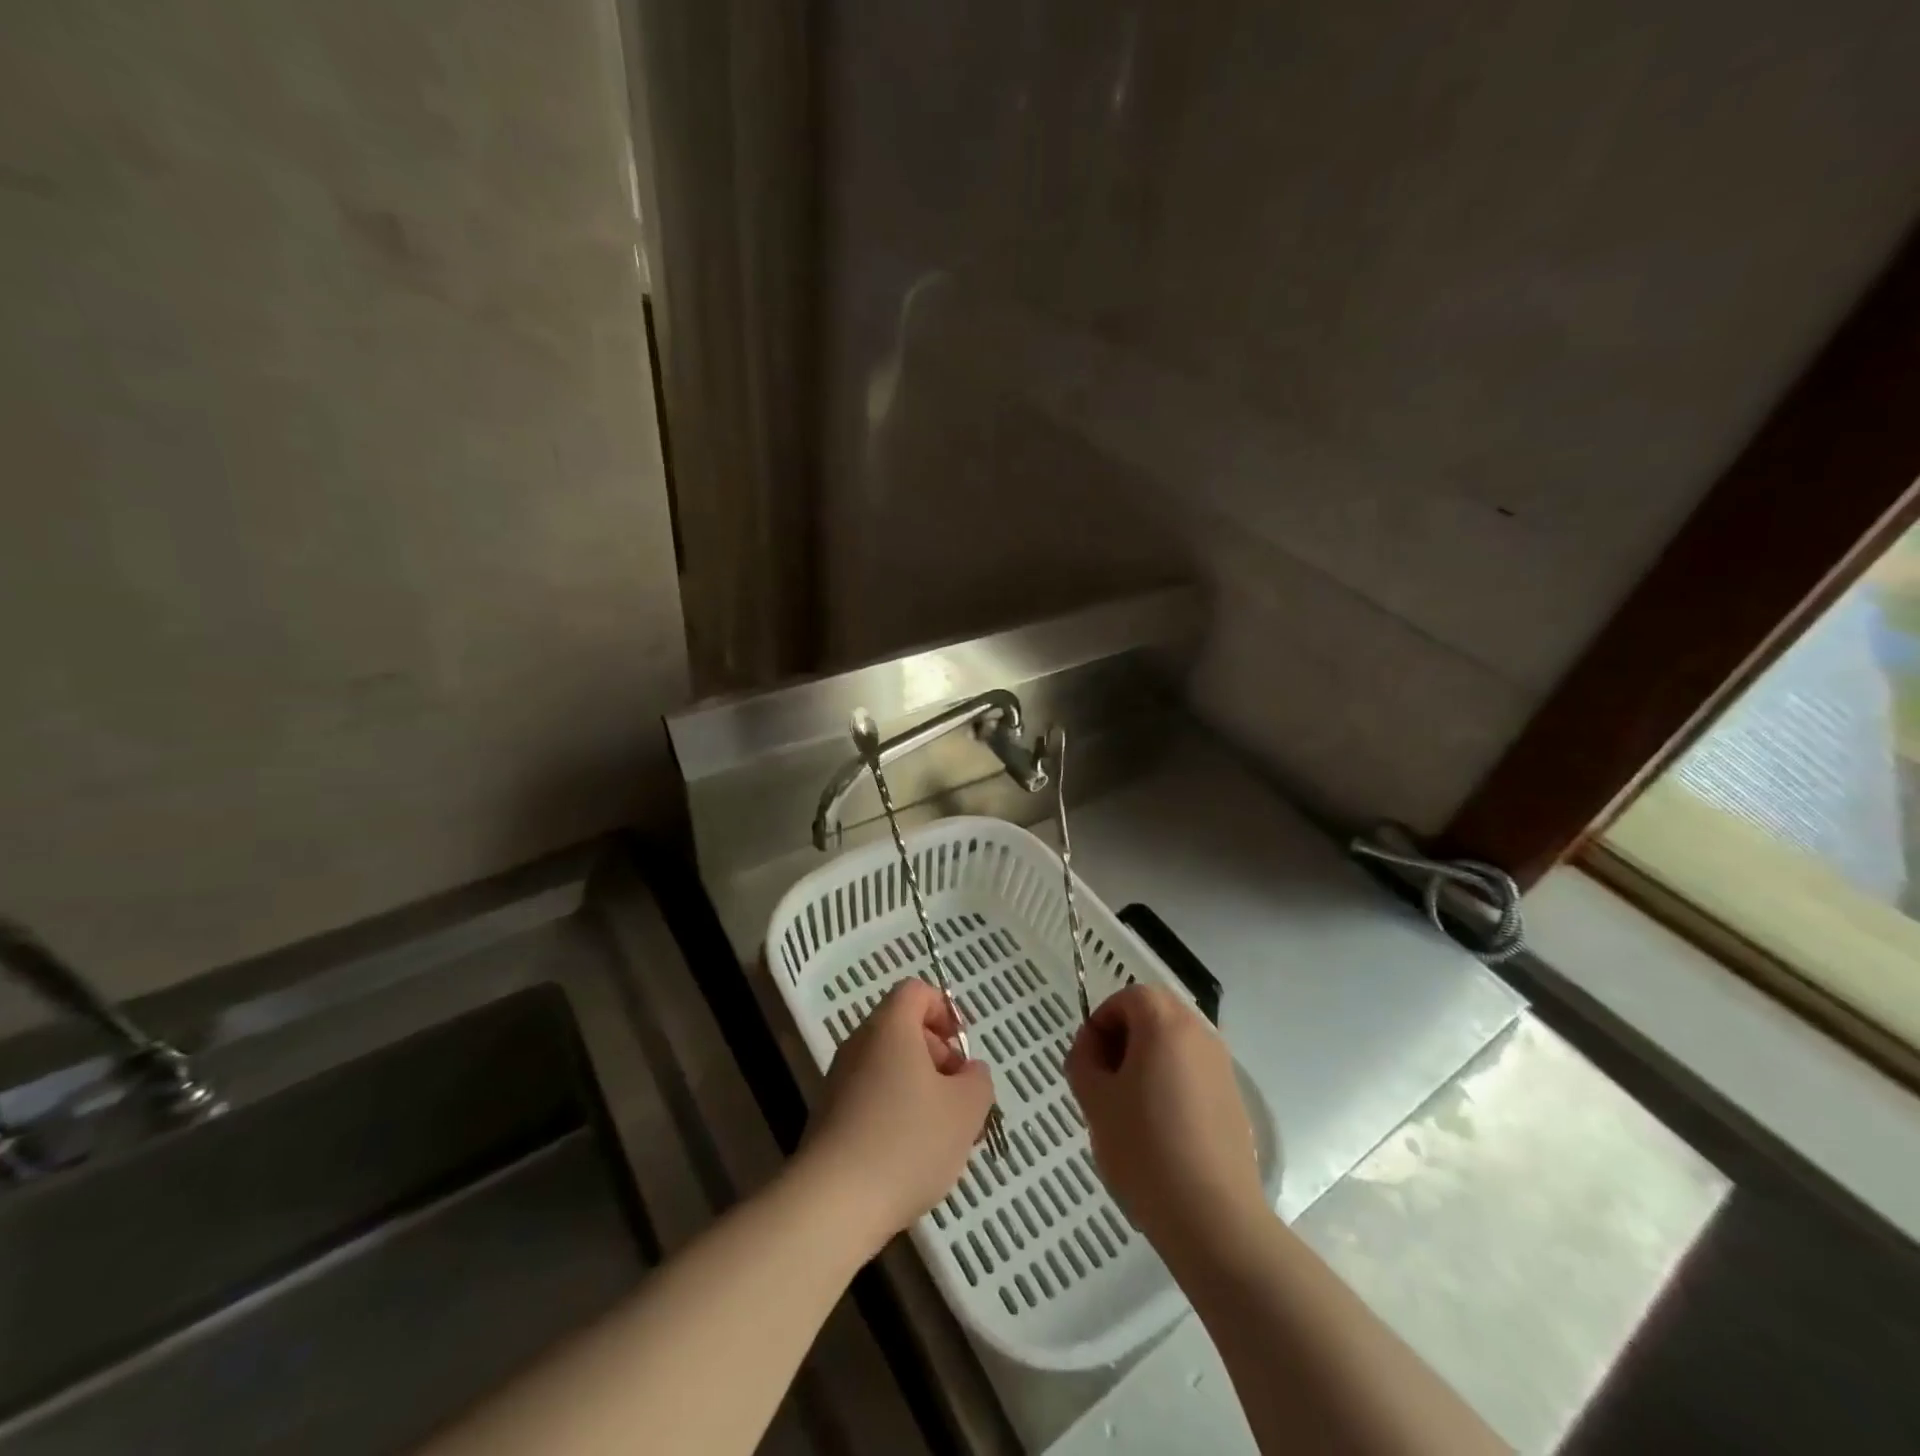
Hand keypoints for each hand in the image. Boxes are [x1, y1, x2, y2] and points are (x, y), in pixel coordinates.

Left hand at [799, 978, 995, 1250]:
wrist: (832, 1203)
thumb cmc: (908, 1141)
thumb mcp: (966, 1109)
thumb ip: (977, 1080)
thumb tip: (968, 1071)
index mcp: (890, 1027)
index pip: (915, 991)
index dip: (945, 1010)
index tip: (963, 1048)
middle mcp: (859, 1043)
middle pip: (902, 1029)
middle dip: (937, 1055)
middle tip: (959, 1095)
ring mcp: (839, 1080)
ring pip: (888, 1067)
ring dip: (919, 1088)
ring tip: (942, 1133)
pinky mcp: (828, 1117)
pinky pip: (870, 1097)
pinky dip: (895, 1111)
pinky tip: (910, 1155)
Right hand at [1065, 985, 1266, 1262]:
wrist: (1213, 1218)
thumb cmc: (1145, 1149)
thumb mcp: (1095, 1100)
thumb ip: (1083, 1060)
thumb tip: (1092, 1048)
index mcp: (1165, 1023)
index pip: (1128, 997)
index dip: (1102, 1022)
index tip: (1089, 1062)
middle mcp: (1200, 1033)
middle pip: (1154, 1015)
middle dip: (1124, 1039)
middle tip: (1105, 1082)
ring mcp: (1223, 1067)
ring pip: (1174, 1045)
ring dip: (1147, 1062)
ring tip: (1129, 1110)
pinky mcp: (1234, 1099)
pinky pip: (1193, 1073)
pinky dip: (1171, 1084)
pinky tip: (1160, 1131)